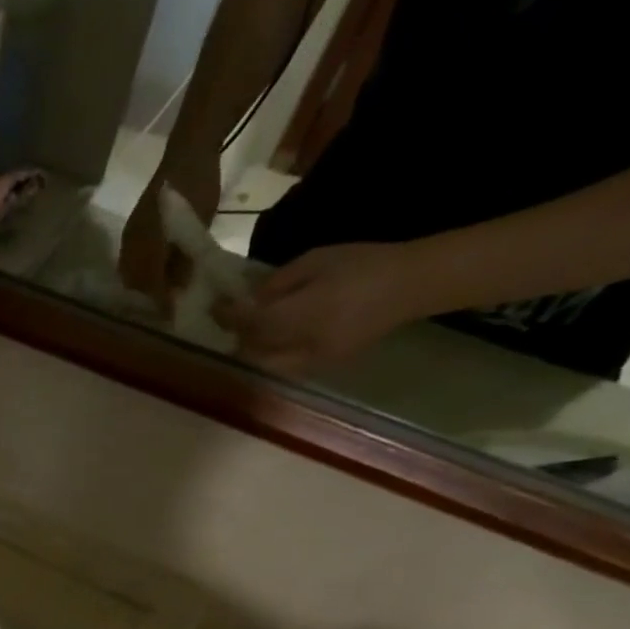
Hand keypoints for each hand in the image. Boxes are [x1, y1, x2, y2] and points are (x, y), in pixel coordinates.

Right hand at [118, 152, 219, 314]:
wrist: (189, 150)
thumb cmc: (197, 187)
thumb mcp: (198, 226)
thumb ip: (186, 261)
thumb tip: (179, 292)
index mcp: (147, 244)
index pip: (150, 284)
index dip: (161, 302)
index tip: (172, 317)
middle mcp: (132, 244)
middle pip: (134, 283)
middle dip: (148, 298)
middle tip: (166, 307)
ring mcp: (130, 236)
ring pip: (130, 273)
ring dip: (143, 286)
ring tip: (161, 293)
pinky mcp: (133, 230)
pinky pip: (131, 260)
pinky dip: (141, 272)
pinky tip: (155, 273)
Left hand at [219, 241, 426, 375]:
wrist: (414, 284)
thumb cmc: (364, 263)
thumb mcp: (316, 261)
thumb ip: (278, 283)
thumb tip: (249, 299)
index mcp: (303, 314)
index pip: (251, 323)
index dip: (228, 316)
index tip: (215, 306)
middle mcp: (304, 345)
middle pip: (253, 351)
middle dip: (239, 337)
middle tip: (234, 319)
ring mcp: (315, 360)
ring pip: (267, 365)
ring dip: (254, 351)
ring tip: (252, 330)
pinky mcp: (326, 366)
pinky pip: (286, 367)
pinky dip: (273, 356)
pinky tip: (275, 339)